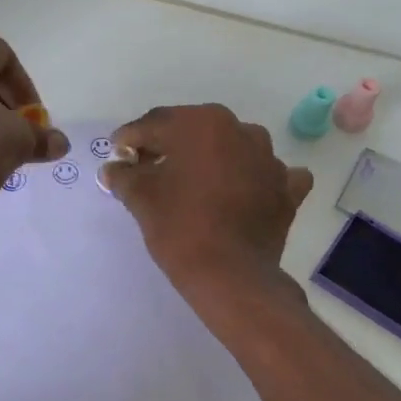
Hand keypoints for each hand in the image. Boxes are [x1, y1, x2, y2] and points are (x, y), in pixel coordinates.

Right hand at [99, 105, 312, 300]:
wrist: (232, 276)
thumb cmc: (181, 228)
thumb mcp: (142, 198)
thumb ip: (124, 176)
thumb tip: (114, 168)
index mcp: (202, 124)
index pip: (156, 124)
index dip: (131, 139)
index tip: (118, 155)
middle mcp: (241, 130)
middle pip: (194, 131)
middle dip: (169, 146)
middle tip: (147, 170)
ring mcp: (270, 159)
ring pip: (232, 149)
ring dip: (211, 160)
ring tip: (192, 185)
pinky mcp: (286, 189)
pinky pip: (266, 175)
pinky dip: (252, 180)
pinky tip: (242, 194)